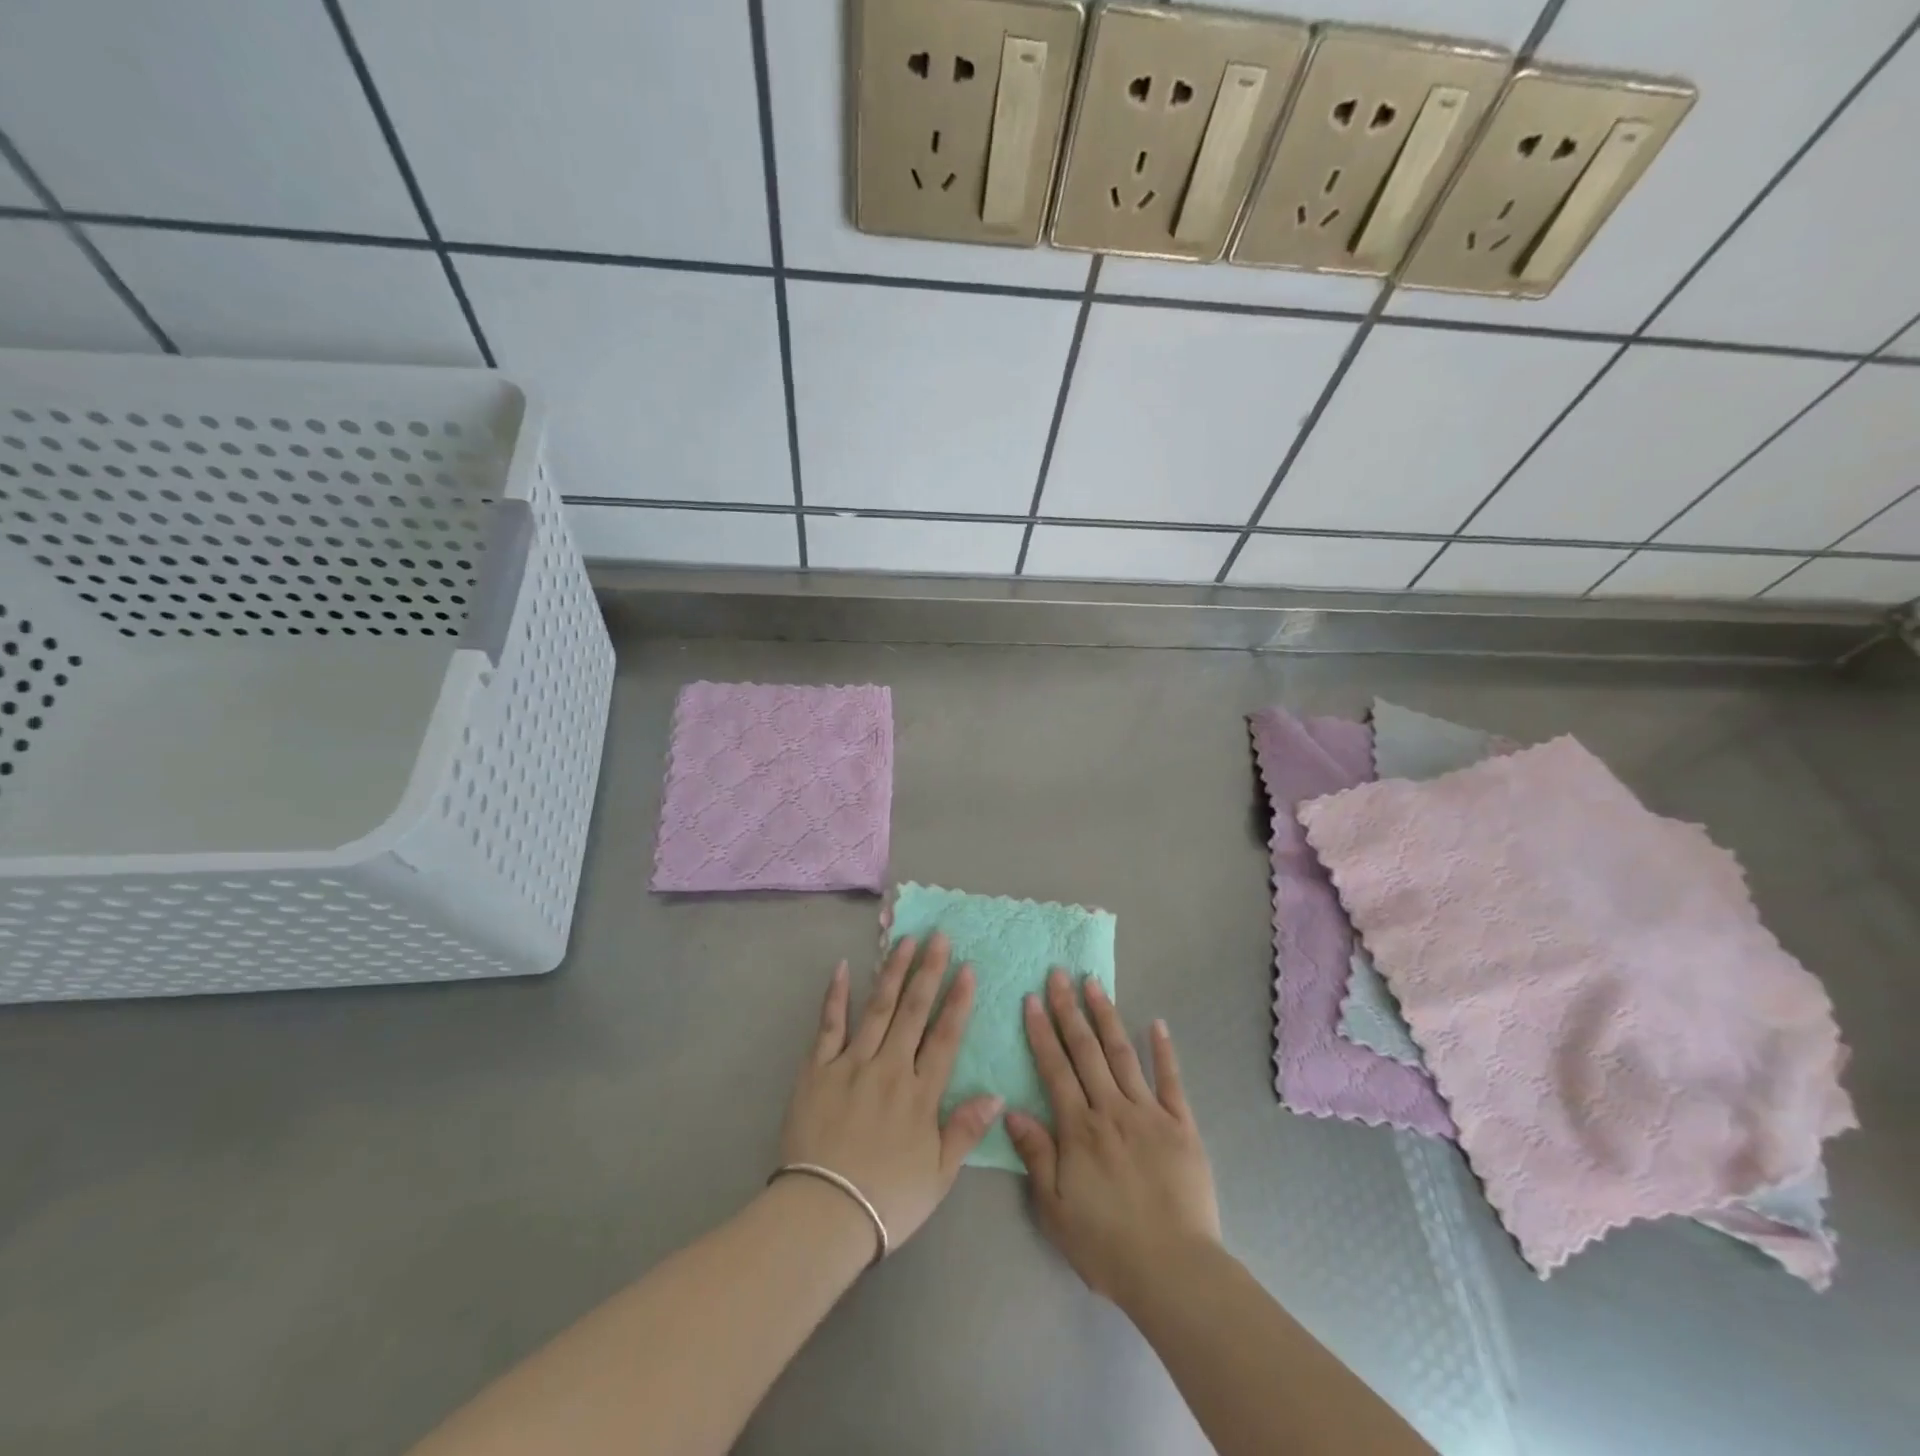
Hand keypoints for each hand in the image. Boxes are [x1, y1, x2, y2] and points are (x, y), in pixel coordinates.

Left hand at [778, 933, 1002, 1253]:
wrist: (822, 1214)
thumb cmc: (887, 1200)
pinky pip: (829, 1025)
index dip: (958, 1001)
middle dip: (928, 971)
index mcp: (920, 1093)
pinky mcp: (817, 1069)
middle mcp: (889, 1068)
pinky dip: (837, 995)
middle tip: (938, 936)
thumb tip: (997, 1094)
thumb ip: (965, 1130)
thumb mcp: (938, 1175)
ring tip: (904, 940)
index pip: (944, 1037)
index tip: (967, 968)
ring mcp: (851, 1064)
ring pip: (877, 1008)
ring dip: (892, 972)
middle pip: (913, 1011)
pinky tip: (845, 967)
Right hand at [1005, 970, 1221, 1305]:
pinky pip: (1171, 1080)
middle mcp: (1111, 1109)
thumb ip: (1036, 1155)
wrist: (1174, 1271)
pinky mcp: (1181, 1125)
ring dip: (1106, 1016)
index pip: (1055, 1069)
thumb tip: (1011, 1110)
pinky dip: (1164, 1050)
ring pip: (1123, 1054)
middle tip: (1059, 974)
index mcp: (1079, 1129)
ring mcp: (1149, 1113)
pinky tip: (1157, 1022)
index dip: (1042, 1032)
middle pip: (1086, 1051)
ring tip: (1094, 984)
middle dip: (1069, 1010)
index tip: (1032, 998)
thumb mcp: (1055, 1209)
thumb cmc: (1107, 1245)